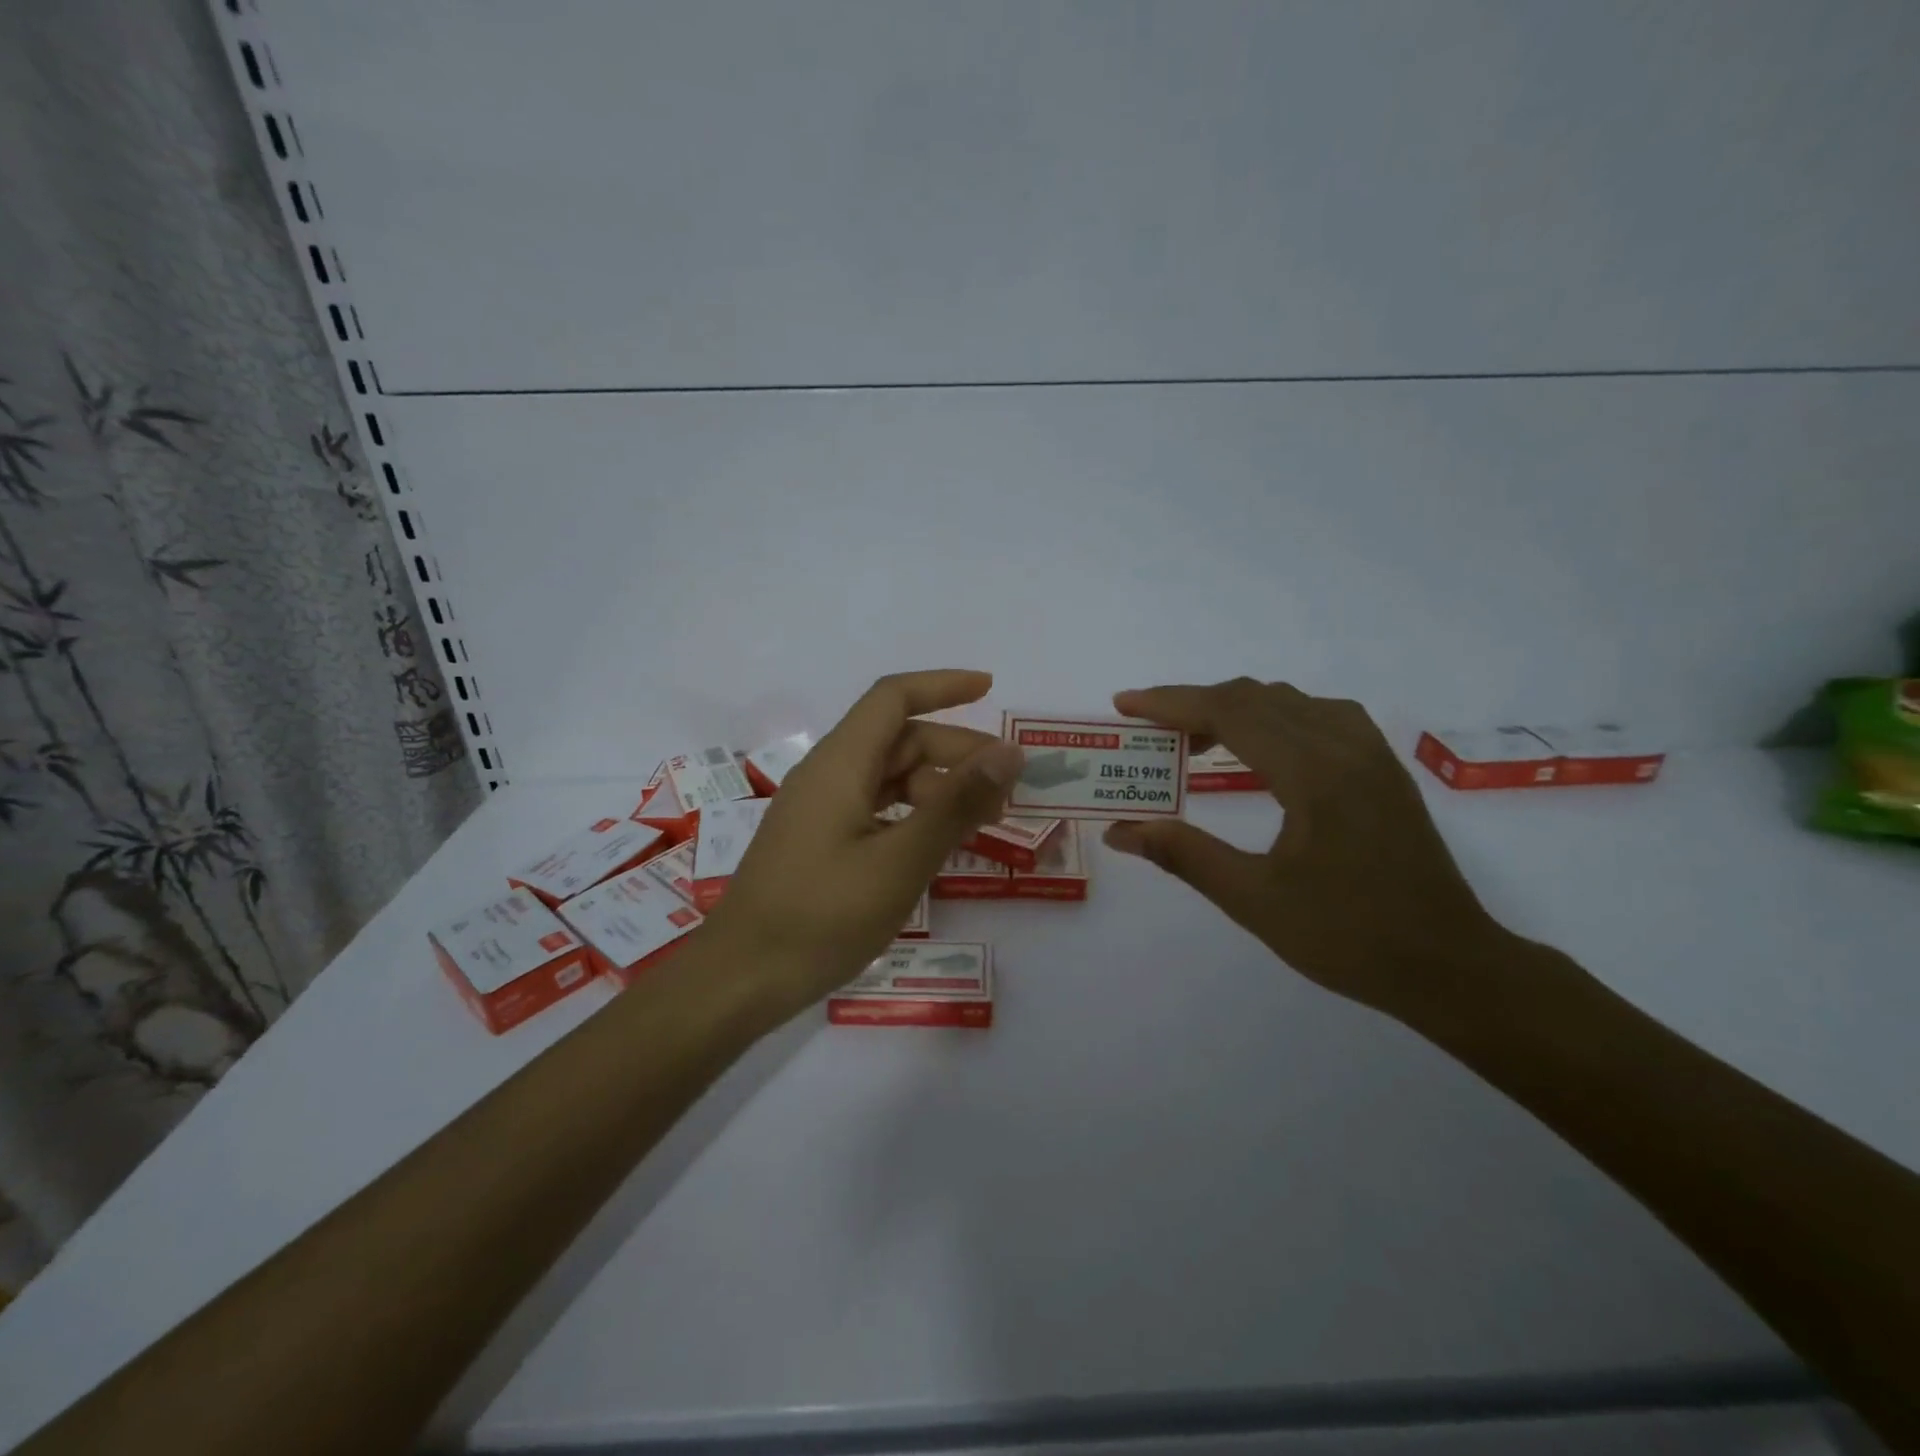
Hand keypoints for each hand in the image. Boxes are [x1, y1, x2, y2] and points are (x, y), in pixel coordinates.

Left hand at [701, 670, 1023, 1023]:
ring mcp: (820, 810)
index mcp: (840, 764)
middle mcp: (827, 775)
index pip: (893, 698)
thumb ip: (956, 805)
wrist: (740, 980)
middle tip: (1006, 787)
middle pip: (898, 739)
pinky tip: (938, 845)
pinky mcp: (819, 841)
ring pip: (889, 776)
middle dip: (956, 751)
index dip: (943, 686)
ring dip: (939, 787)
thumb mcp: (900, 861)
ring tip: (984, 821)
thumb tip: (1008, 753)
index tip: (991, 689)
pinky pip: (875, 808)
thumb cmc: (821, 918)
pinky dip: (914, 814)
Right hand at [1103, 679, 1505, 1019]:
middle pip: (1255, 698)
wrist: (1450, 965)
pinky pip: (1318, 715)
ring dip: (1233, 709)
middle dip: (1193, 703)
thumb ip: (1184, 855)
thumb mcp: (1255, 901)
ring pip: (1288, 702)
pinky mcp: (1382, 768)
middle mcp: (1344, 746)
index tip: (1125, 705)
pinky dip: (1273, 718)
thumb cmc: (1349, 937)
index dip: (1170, 703)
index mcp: (1313, 774)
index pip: (1229, 712)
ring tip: (1193, 741)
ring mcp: (1370, 753)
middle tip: (1147, 728)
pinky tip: (1260, 749)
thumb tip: (1121, 832)